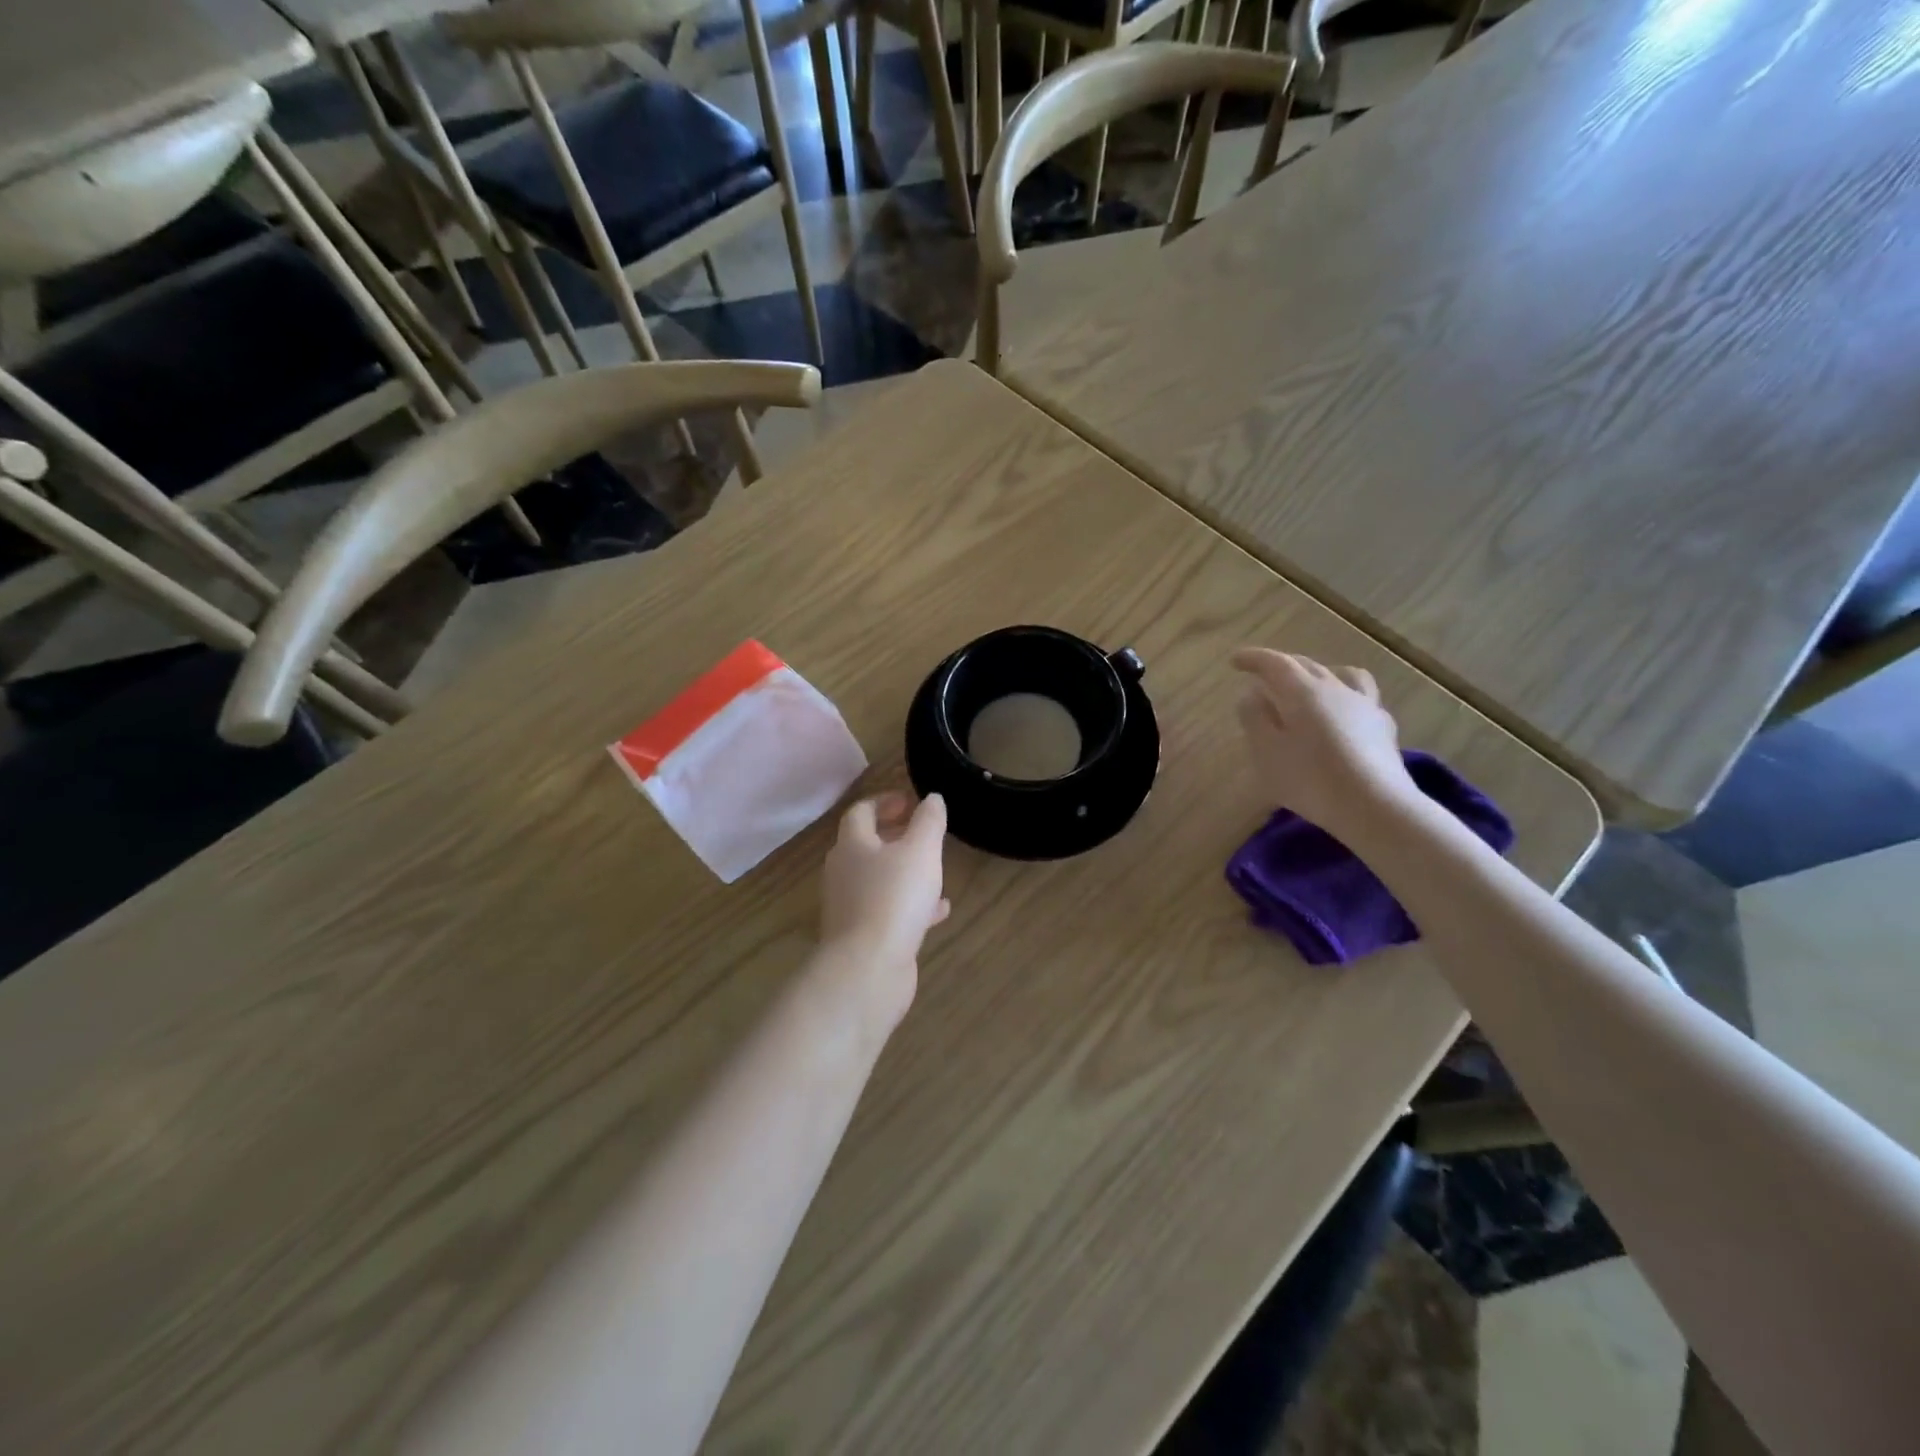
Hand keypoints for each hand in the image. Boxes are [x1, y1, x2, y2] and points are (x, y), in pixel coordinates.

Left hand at [817, 793, 949, 1025]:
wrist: (868, 969)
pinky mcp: (863, 937)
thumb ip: (928, 821)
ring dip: (904, 872)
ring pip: (879, 880)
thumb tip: (931, 798)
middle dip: (895, 836)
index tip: (912, 801)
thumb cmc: (893, 899)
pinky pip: (888, 912)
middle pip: (866, 846)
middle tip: (924, 833)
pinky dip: (911, 906)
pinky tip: (938, 911)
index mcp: (852, 845)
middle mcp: (844, 873)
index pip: (861, 812)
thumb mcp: (920, 851)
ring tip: (935, 870)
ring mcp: (850, 907)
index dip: (885, 802)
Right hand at [1231, 648, 1416, 840]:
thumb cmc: (1311, 779)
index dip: (1254, 659)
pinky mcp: (1383, 728)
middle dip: (1281, 666)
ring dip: (1320, 674)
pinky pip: (1362, 699)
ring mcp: (1365, 706)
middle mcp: (1335, 690)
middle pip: (1307, 665)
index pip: (1275, 663)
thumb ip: (1254, 718)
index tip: (1235, 661)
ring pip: (1342, 675)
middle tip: (1263, 675)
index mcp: (1303, 692)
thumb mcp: (1267, 751)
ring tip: (1310, 685)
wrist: (1376, 807)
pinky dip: (1345, 698)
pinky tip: (1343, 715)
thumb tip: (1252, 694)